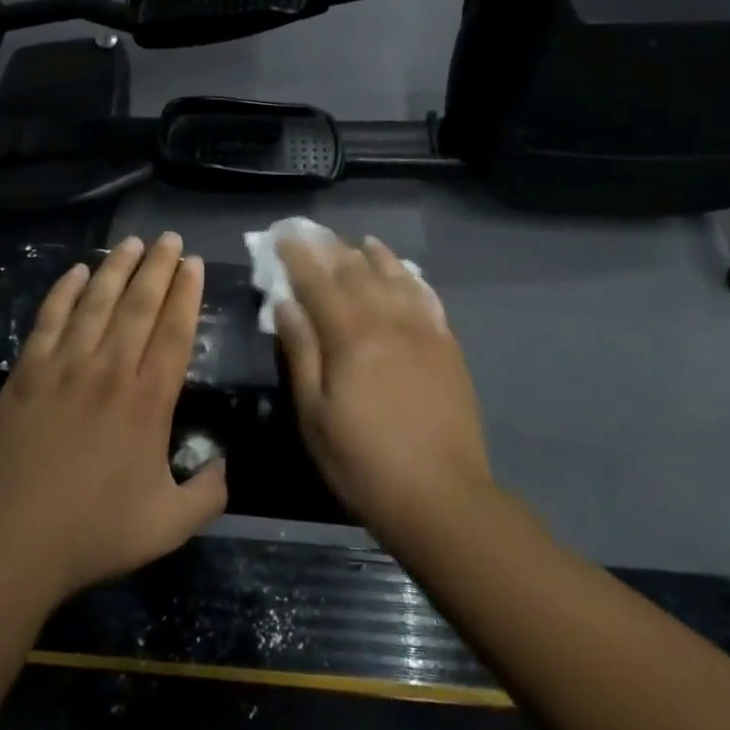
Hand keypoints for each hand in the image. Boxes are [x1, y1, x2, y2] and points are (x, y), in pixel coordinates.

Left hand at [0, 233, 227, 601]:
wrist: (11, 541)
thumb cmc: (93, 532)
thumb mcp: (168, 526)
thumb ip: (207, 495)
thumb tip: (225, 464)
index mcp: (149, 399)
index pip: (175, 330)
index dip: (187, 292)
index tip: (194, 263)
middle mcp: (111, 369)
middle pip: (139, 304)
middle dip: (158, 266)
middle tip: (170, 238)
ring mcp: (65, 366)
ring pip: (97, 301)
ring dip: (116, 267)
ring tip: (132, 242)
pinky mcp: (27, 371)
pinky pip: (50, 318)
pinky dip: (65, 291)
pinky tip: (76, 272)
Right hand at [276, 236, 493, 543]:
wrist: (442, 497)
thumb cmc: (364, 462)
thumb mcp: (314, 415)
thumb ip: (301, 352)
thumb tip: (285, 303)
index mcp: (350, 335)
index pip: (317, 281)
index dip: (297, 256)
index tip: (282, 236)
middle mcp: (387, 319)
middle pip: (355, 269)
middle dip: (330, 247)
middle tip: (312, 232)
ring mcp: (422, 328)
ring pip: (393, 275)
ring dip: (371, 254)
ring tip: (357, 241)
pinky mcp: (447, 344)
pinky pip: (426, 295)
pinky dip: (409, 276)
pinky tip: (402, 270)